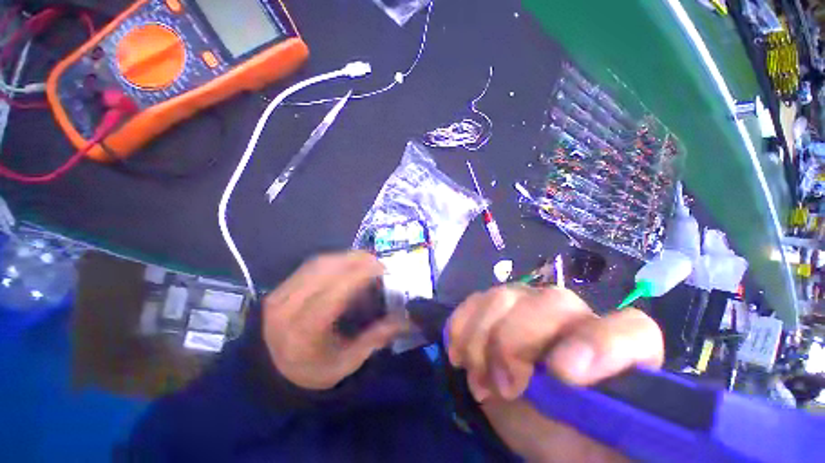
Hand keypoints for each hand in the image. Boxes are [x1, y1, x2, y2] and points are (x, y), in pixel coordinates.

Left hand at [262, 251, 406, 390]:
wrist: (268, 373)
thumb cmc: (310, 372)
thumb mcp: (345, 363)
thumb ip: (375, 339)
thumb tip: (403, 320)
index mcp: (304, 330)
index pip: (335, 292)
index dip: (360, 274)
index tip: (382, 269)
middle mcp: (288, 307)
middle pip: (325, 270)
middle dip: (356, 260)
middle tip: (378, 263)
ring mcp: (280, 293)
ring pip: (318, 262)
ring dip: (346, 257)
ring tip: (365, 260)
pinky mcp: (280, 286)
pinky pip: (311, 264)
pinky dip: (333, 259)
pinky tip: (346, 263)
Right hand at [447, 285, 662, 461]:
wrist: (535, 417)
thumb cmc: (576, 439)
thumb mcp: (604, 451)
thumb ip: (623, 434)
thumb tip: (619, 425)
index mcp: (619, 352)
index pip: (632, 330)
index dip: (599, 346)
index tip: (562, 376)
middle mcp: (573, 316)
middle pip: (552, 303)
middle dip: (517, 342)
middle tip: (503, 386)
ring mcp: (529, 304)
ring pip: (504, 296)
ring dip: (482, 338)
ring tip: (479, 378)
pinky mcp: (496, 307)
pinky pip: (474, 301)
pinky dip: (461, 326)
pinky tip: (459, 355)